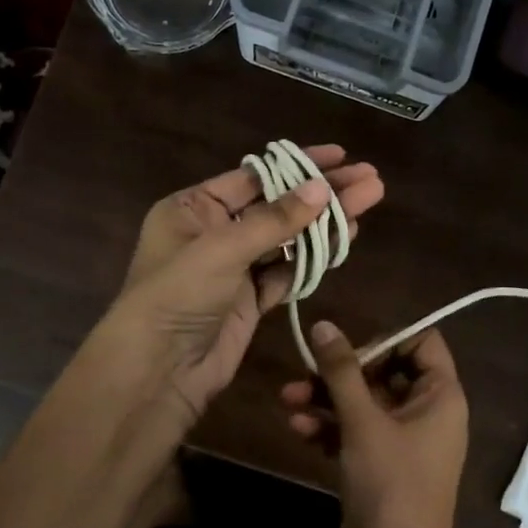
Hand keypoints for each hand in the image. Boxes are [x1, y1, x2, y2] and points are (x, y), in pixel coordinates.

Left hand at [111, 145, 384, 430]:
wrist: (158, 372)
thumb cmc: (178, 295)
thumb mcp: (222, 249)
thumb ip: (275, 220)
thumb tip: (322, 188)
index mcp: (194, 208)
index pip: (254, 177)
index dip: (298, 165)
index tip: (340, 155)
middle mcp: (214, 232)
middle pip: (277, 205)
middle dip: (322, 192)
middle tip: (369, 179)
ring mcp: (235, 267)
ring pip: (288, 238)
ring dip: (325, 222)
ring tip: (369, 200)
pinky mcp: (252, 299)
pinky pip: (289, 270)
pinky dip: (315, 256)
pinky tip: (345, 238)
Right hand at [281, 323, 473, 527]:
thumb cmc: (391, 486)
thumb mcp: (364, 422)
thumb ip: (342, 371)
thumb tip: (324, 325)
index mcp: (441, 396)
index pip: (422, 343)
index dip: (385, 339)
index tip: (348, 349)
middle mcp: (427, 413)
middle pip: (385, 372)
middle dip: (342, 372)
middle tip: (304, 373)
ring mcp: (402, 442)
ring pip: (364, 403)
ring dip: (326, 399)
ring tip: (287, 399)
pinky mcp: (379, 466)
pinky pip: (354, 432)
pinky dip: (328, 427)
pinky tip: (296, 428)